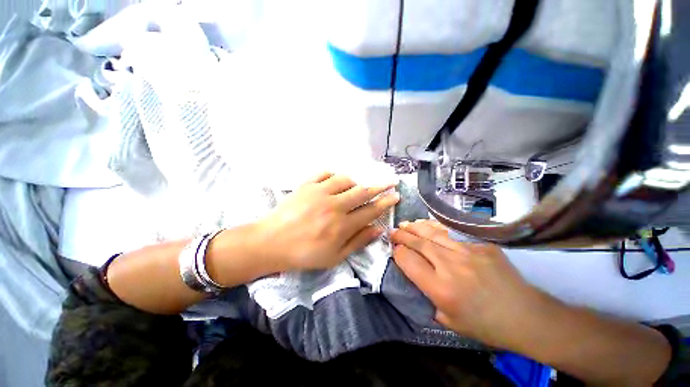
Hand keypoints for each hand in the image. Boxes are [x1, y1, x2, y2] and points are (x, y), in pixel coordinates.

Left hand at [257, 172, 399, 270]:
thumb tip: (377, 229)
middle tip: (391, 181)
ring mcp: (319, 193)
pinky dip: (333, 175)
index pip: (371, 211)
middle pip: (363, 192)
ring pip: (346, 180)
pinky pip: (325, 173)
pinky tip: (335, 181)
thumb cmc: (304, 254)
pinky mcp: (306, 185)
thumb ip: (357, 242)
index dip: (385, 203)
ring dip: (355, 183)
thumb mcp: (334, 257)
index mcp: (342, 226)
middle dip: (380, 186)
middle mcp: (334, 206)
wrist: (270, 242)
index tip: (395, 196)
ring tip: (355, 188)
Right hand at [390, 220, 544, 348]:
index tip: (394, 250)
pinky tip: (429, 228)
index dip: (398, 253)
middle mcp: (451, 266)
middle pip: (418, 243)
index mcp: (441, 289)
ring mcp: (468, 252)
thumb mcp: (448, 321)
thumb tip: (414, 276)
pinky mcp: (481, 246)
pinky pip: (453, 235)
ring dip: (416, 228)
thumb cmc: (485, 325)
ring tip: (405, 224)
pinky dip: (437, 231)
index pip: (408, 261)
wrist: (527, 317)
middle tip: (392, 231)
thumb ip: (426, 297)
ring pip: (433, 234)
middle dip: (401, 236)